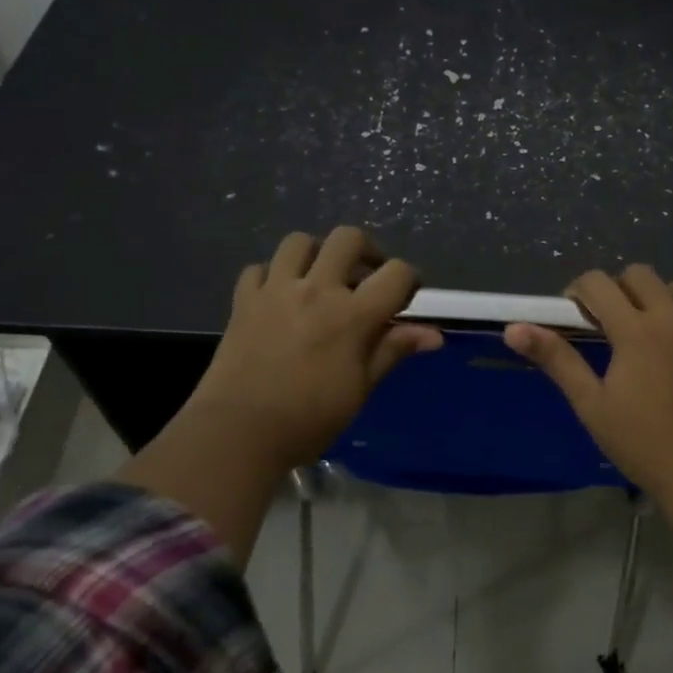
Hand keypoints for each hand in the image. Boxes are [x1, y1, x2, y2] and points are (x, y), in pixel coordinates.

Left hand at [187, 227, 442, 471]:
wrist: (238, 433)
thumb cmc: (309, 419)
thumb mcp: (360, 389)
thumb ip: (393, 350)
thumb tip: (434, 334)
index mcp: (352, 314)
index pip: (396, 273)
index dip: (409, 280)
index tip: (405, 298)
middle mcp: (316, 290)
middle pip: (348, 238)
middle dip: (366, 250)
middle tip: (366, 276)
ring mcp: (275, 291)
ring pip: (299, 241)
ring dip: (316, 253)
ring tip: (321, 278)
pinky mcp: (243, 301)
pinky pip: (259, 268)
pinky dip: (273, 274)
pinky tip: (280, 296)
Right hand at [504, 265, 672, 492]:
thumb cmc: (638, 441)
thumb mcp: (590, 402)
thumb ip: (556, 359)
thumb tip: (513, 329)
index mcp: (635, 330)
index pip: (599, 284)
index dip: (580, 291)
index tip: (575, 314)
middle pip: (643, 275)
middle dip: (620, 287)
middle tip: (611, 320)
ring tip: (662, 315)